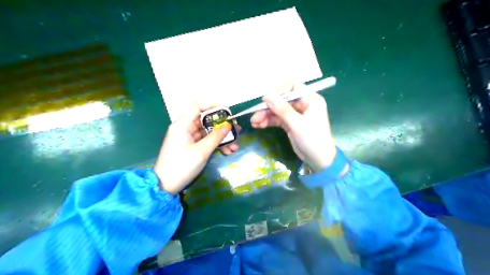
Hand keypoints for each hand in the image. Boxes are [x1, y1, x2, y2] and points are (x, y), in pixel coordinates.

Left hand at [154, 102, 239, 193]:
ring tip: (235, 146)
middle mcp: (185, 128)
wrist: (166, 186)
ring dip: (221, 138)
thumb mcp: (201, 151)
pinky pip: (205, 141)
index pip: (197, 107)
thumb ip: (216, 137)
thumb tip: (228, 125)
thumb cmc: (182, 166)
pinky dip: (215, 145)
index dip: (212, 105)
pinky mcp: (191, 147)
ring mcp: (188, 138)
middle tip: (236, 130)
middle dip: (222, 126)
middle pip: (206, 120)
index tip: (227, 110)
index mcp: (183, 125)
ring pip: (208, 132)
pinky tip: (227, 151)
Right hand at [250, 83, 339, 171]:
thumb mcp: (297, 124)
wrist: (320, 161)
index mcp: (310, 100)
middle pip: (282, 100)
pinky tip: (258, 125)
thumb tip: (266, 94)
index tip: (267, 100)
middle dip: (269, 108)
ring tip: (254, 122)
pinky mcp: (291, 124)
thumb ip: (281, 109)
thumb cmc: (313, 140)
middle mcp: (303, 104)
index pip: (293, 87)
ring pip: (278, 110)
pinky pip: (278, 119)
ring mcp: (296, 115)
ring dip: (266, 115)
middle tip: (255, 116)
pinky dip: (269, 121)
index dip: (279, 92)